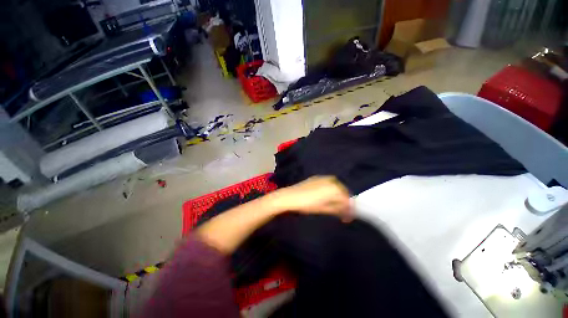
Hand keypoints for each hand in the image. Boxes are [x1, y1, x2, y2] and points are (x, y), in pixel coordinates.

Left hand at [271, 176, 352, 221]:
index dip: (349, 209)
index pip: (347, 199)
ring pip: (337, 187)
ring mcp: (324, 177)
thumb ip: (338, 209)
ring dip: (338, 196)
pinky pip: (329, 183)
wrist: (291, 196)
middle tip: (342, 212)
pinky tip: (327, 196)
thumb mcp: (324, 209)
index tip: (348, 217)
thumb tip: (347, 212)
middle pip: (343, 192)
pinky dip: (331, 190)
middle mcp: (331, 180)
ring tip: (335, 205)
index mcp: (334, 188)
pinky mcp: (317, 177)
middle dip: (344, 202)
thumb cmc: (308, 204)